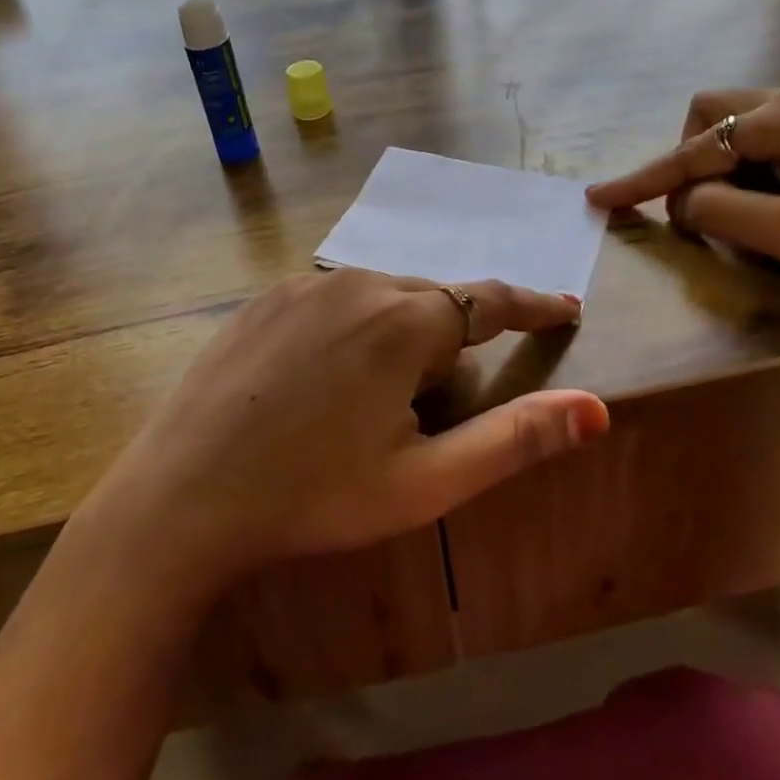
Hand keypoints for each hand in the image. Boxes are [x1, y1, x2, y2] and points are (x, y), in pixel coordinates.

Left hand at [84, 271, 607, 599]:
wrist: (183, 496)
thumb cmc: (314, 496)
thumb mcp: (426, 482)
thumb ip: (515, 439)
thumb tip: (596, 408)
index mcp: (407, 322)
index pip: (492, 301)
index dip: (534, 306)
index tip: (565, 309)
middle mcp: (360, 282)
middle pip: (434, 304)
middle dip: (448, 346)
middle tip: (427, 411)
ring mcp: (306, 285)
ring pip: (382, 299)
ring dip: (397, 338)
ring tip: (366, 405)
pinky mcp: (266, 296)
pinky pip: (333, 301)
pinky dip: (350, 330)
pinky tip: (320, 382)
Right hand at [587, 86, 779, 296]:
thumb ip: (722, 212)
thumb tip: (685, 201)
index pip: (692, 150)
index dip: (642, 180)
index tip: (598, 199)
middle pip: (712, 114)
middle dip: (691, 158)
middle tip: (706, 208)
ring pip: (744, 122)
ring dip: (727, 164)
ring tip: (751, 209)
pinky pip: (777, 134)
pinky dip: (759, 165)